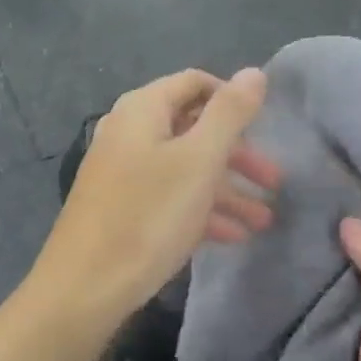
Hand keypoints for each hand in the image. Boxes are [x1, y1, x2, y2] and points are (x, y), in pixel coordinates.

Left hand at [36, 68, 280, 321]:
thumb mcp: (199, 161)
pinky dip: (201, 211)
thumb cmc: (147, 217)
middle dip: (238, 156)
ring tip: (264, 221)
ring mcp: (122, 173)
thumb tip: (254, 72)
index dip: (232, 98)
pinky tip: (233, 237)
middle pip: (193, 130)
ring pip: (185, 170)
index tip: (265, 127)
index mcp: (142, 111)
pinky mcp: (121, 209)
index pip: (194, 83)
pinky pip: (169, 198)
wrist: (84, 288)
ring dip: (227, 191)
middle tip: (275, 182)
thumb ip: (229, 114)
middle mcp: (128, 134)